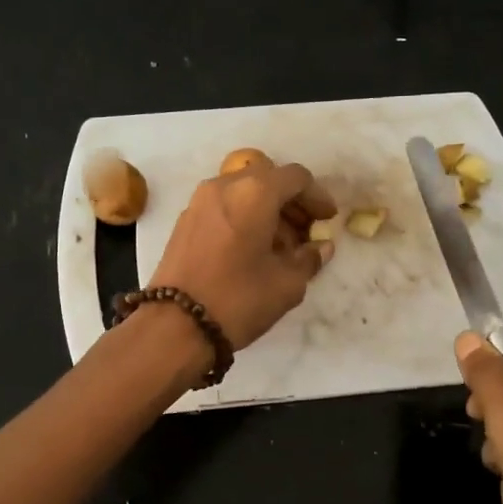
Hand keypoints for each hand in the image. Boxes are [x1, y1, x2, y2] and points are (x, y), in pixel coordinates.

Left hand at [150, 162, 336, 349]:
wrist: (174, 326)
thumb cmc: (238, 299)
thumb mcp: (286, 284)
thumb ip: (309, 259)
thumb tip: (320, 247)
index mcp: (254, 192)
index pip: (296, 177)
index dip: (317, 196)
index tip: (328, 220)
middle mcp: (224, 186)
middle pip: (268, 180)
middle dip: (291, 203)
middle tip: (307, 234)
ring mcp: (199, 202)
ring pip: (243, 193)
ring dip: (267, 211)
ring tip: (281, 248)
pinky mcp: (185, 222)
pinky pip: (224, 207)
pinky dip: (244, 218)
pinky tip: (253, 251)